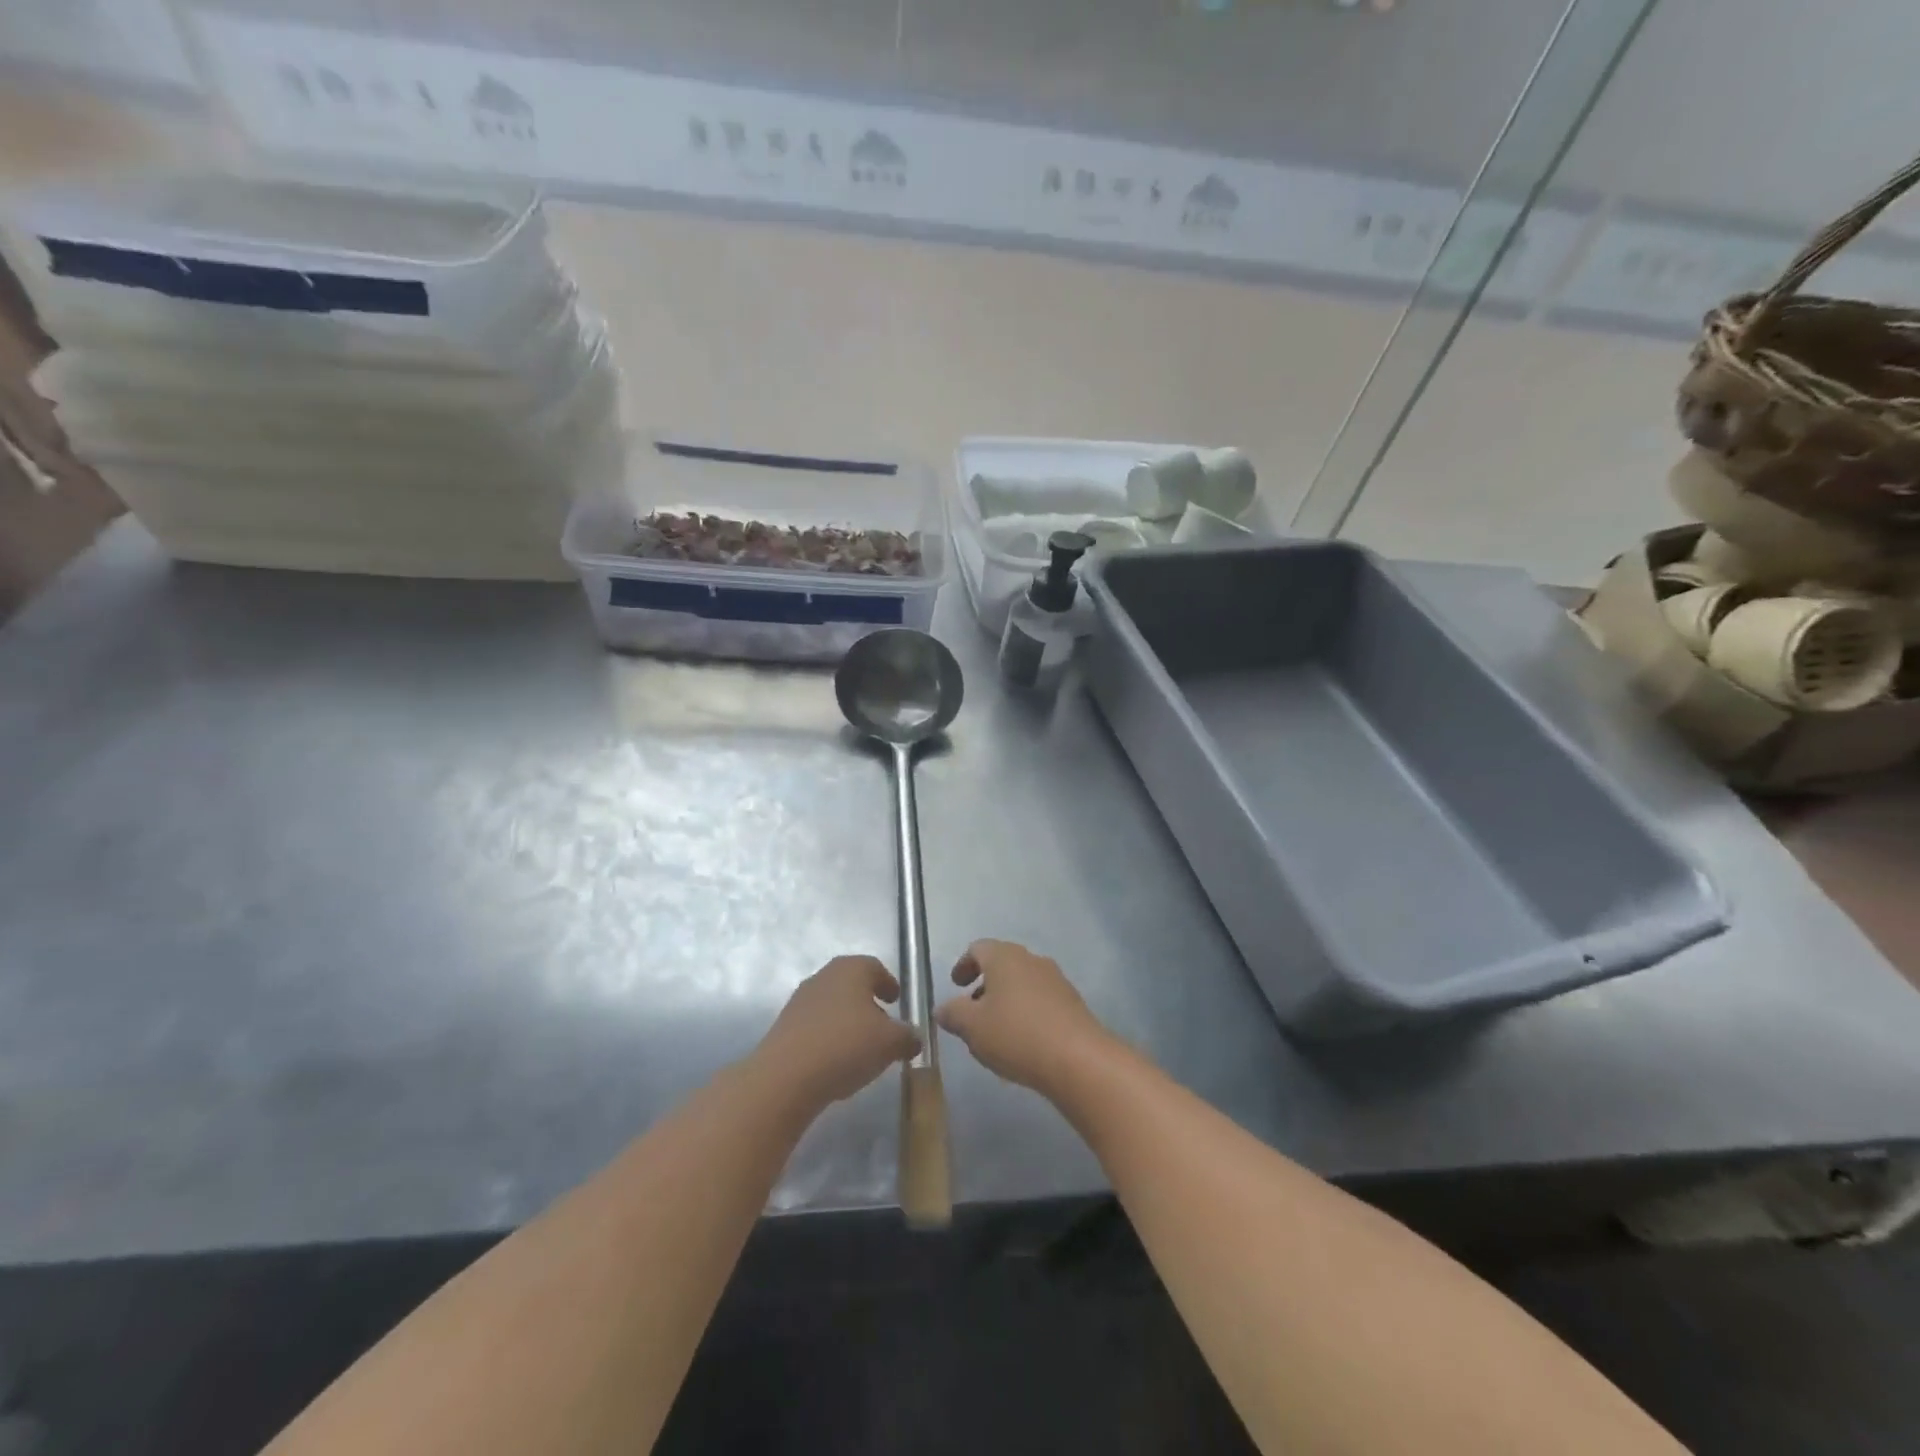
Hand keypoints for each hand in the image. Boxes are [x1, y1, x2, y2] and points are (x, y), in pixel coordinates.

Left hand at [756, 956, 920, 1110]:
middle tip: (882, 1025)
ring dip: (847, 1021)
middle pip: (852, 984)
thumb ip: (908, 1036)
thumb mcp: (891, 1043)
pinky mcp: (784, 1026)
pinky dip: (829, 1037)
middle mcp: (824, 976)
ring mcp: (800, 1000)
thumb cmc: (846, 1046)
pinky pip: (815, 1026)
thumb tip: (914, 1037)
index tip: (897, 1001)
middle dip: (868, 1003)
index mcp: (851, 969)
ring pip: (832, 1005)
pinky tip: (836, 1061)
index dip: (888, 983)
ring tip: (860, 1048)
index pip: (875, 967)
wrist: (785, 1076)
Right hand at [935, 939, 1111, 1095]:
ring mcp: (1056, 979)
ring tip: (996, 1029)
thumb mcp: (972, 1027)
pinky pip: (1041, 999)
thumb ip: (953, 1014)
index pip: (978, 948)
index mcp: (1004, 957)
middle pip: (1002, 962)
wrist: (1078, 1059)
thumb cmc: (1016, 1034)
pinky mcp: (1072, 1002)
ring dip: (1006, 998)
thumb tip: (942, 1008)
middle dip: (985, 983)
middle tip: (972, 1009)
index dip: (963, 964)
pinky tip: (1022, 1039)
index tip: (955, 986)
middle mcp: (1031, 959)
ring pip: (1022, 981)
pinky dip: (1026, 1011)